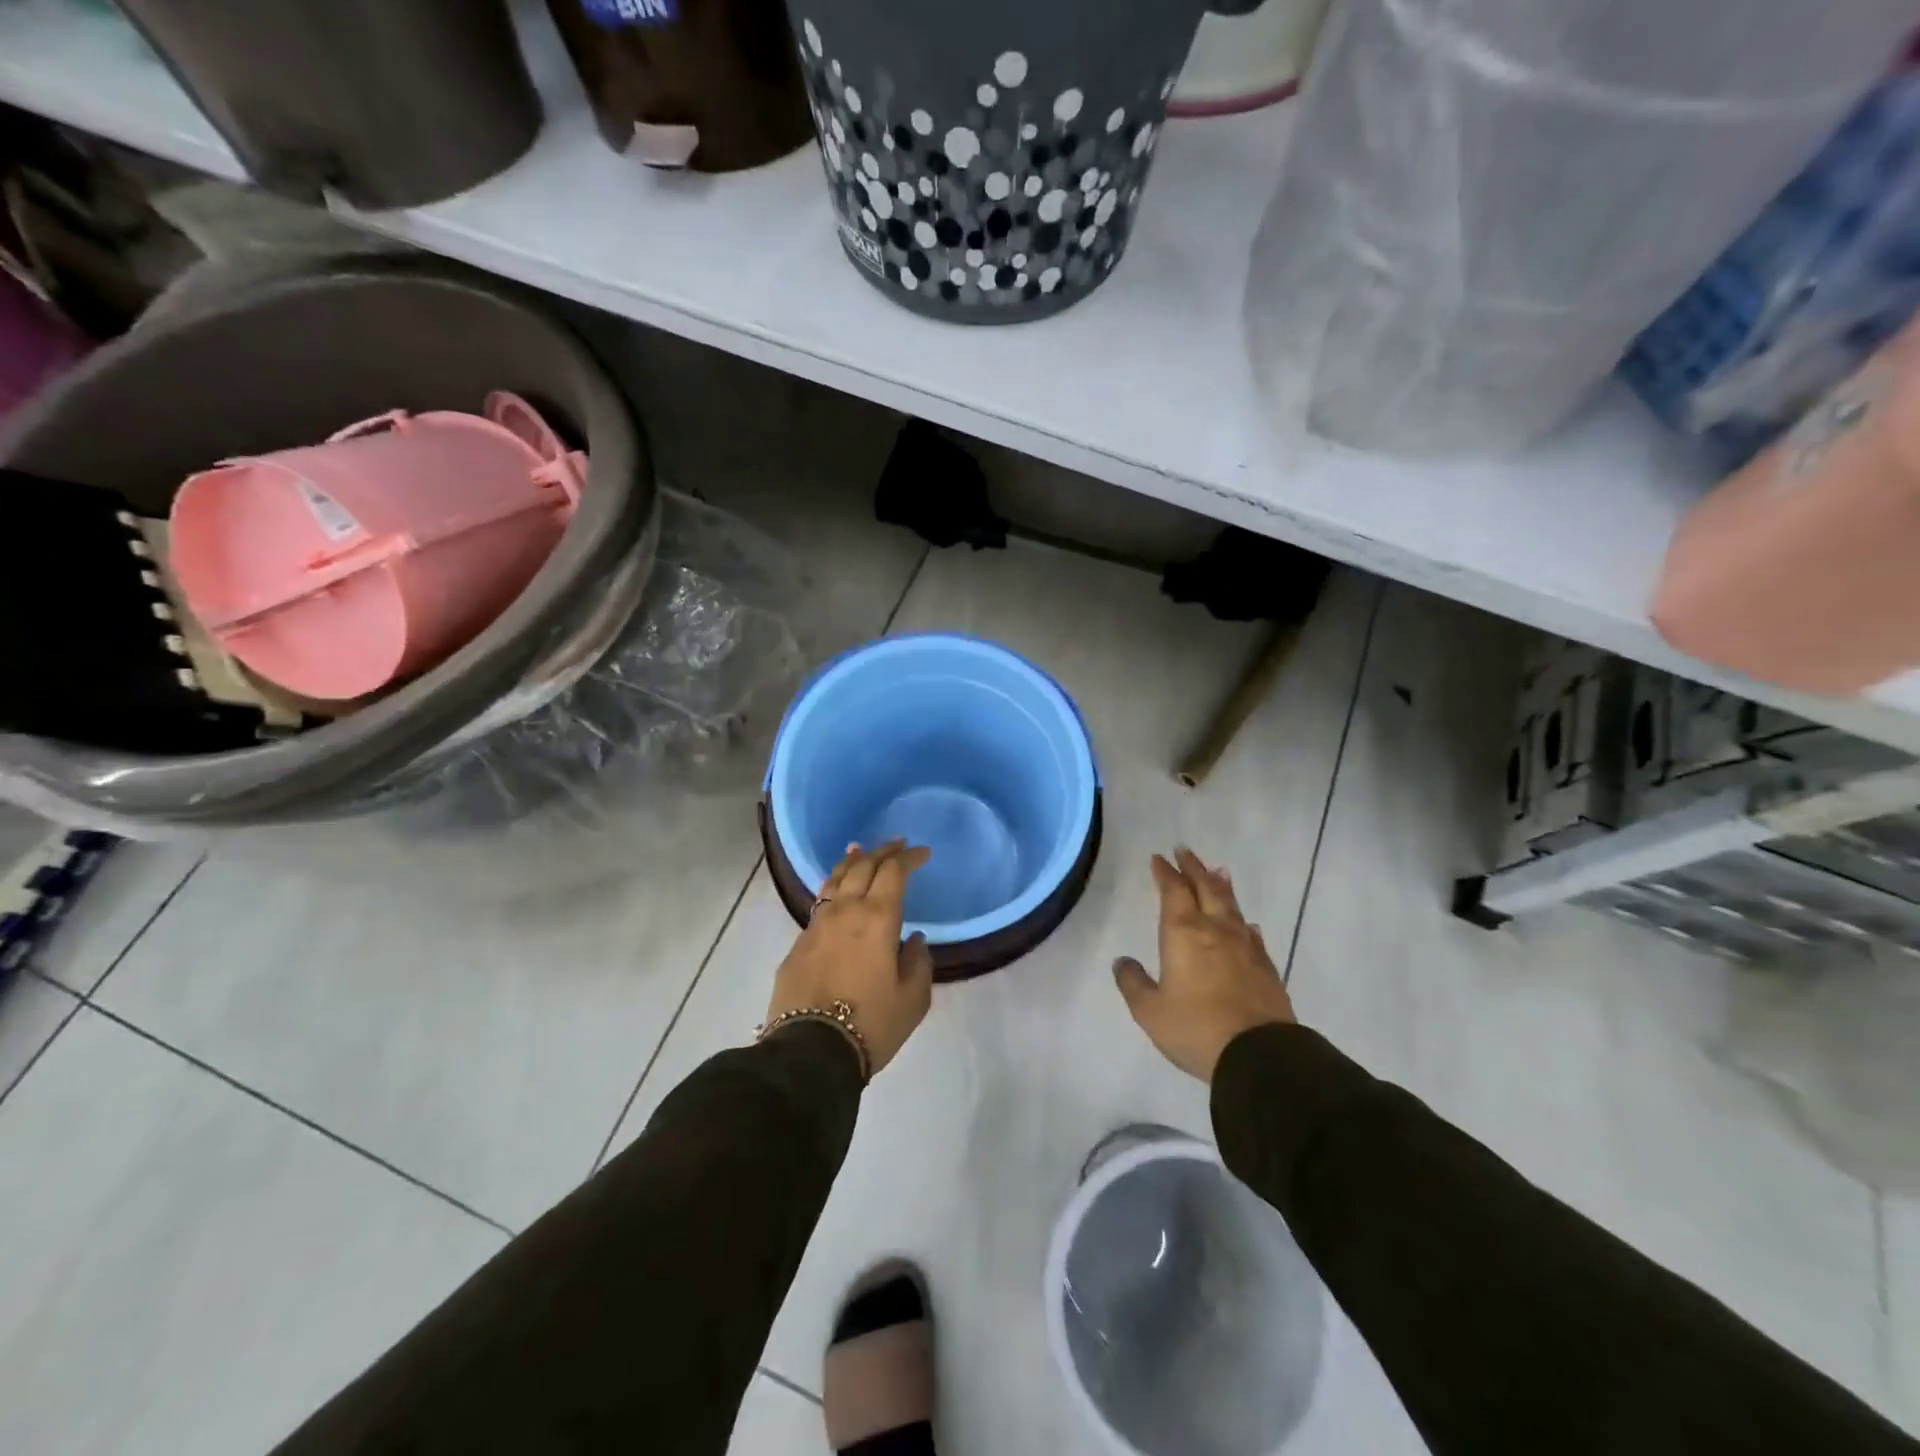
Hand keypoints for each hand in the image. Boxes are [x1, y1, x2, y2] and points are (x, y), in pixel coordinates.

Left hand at [767, 840, 934, 1078]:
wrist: (809, 1051)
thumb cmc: (871, 1023)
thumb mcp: (913, 999)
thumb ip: (918, 962)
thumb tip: (913, 939)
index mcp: (877, 918)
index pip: (894, 872)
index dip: (909, 858)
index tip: (922, 853)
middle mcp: (845, 911)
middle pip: (863, 867)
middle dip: (883, 852)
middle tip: (897, 845)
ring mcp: (817, 925)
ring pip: (835, 880)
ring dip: (852, 862)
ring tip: (859, 850)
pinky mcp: (798, 944)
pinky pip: (820, 904)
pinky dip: (833, 889)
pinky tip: (836, 895)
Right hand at [1114, 847, 1294, 1082]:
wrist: (1259, 1055)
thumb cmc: (1196, 1028)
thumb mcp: (1150, 1011)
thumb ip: (1133, 983)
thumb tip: (1122, 962)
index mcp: (1183, 933)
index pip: (1173, 891)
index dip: (1165, 873)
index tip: (1158, 858)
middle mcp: (1215, 930)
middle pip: (1205, 888)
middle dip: (1193, 868)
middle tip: (1184, 851)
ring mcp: (1245, 946)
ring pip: (1231, 905)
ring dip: (1220, 885)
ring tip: (1217, 871)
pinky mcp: (1265, 966)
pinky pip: (1251, 932)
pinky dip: (1243, 921)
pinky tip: (1246, 923)